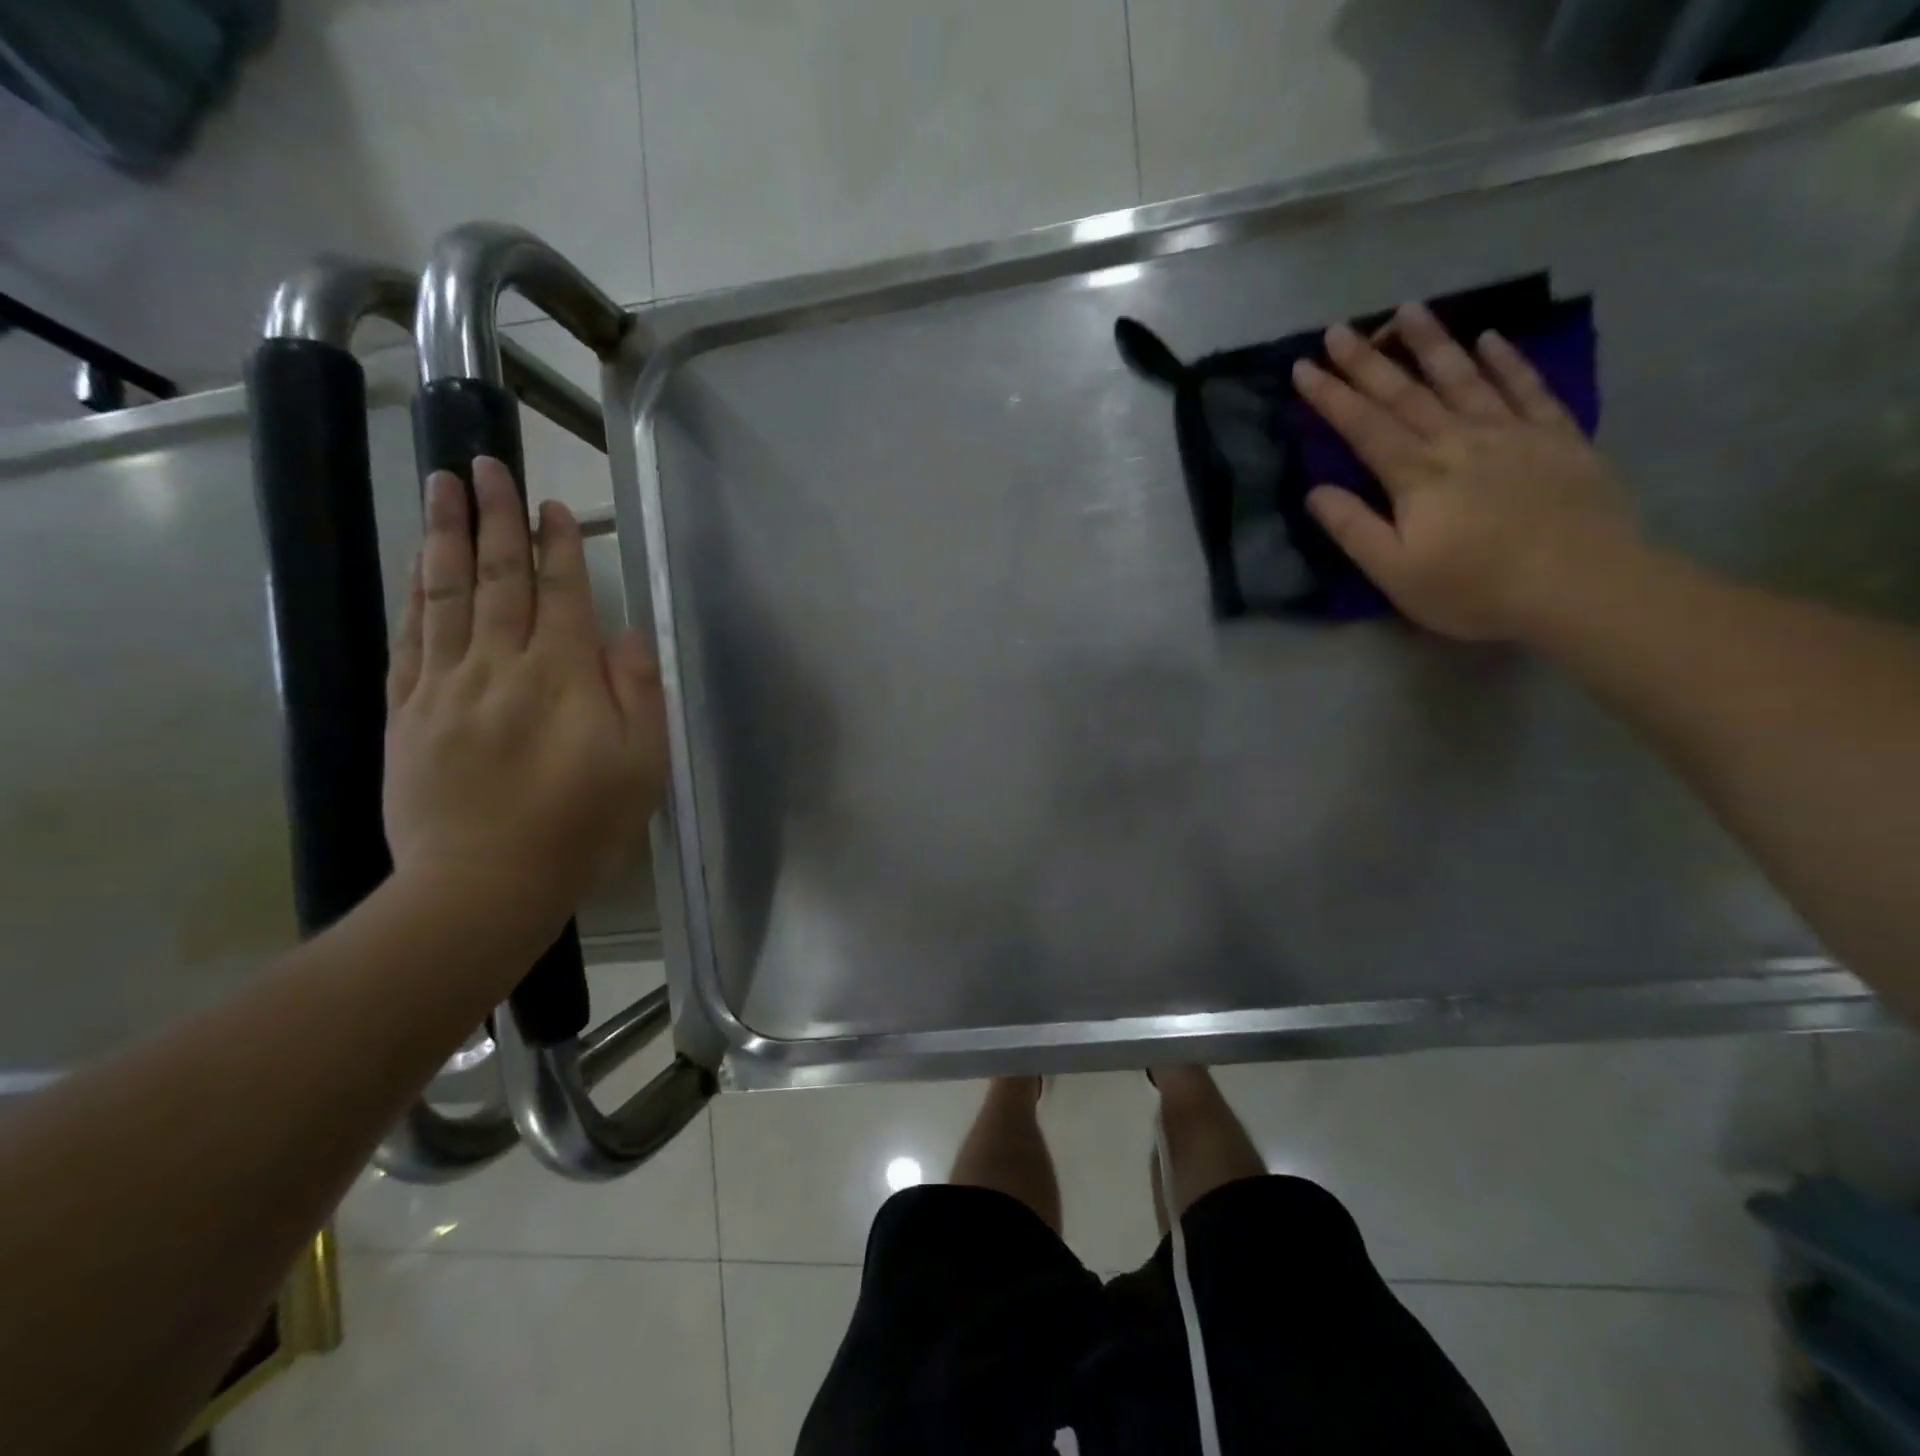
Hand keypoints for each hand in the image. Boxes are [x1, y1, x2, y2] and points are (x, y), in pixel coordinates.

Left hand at [384, 457, 668, 939]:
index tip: (554, 506)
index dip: (559, 546)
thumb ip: (638, 692)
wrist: (484, 882)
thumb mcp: (641, 765)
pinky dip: (416, 595)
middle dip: (497, 518)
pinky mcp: (408, 712)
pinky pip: (411, 639)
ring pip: (447, 596)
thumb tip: (626, 634)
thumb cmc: (580, 825)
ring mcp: (446, 686)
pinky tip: (419, 565)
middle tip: (485, 464)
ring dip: (447, 537)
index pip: (561, 594)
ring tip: (442, 487)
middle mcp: (500, 666)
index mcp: (562, 677)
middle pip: (499, 579)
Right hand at [1291, 301, 1640, 641]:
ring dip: (1431, 343)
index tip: (1304, 366)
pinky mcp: (1557, 437)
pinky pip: (1528, 388)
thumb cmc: (1475, 588)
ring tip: (1407, 310)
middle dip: (1367, 361)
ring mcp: (1512, 433)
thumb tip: (1316, 491)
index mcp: (1416, 475)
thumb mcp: (1395, 573)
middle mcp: (1459, 440)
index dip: (1330, 395)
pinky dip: (1507, 361)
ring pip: (1463, 377)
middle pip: (1405, 393)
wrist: (1581, 586)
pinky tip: (1491, 338)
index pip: (1363, 426)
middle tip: (1339, 328)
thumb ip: (1353, 529)